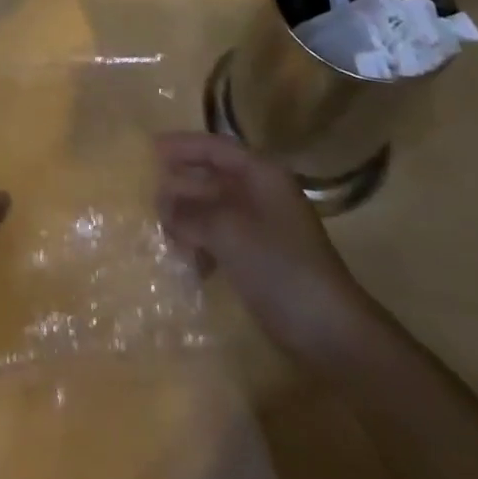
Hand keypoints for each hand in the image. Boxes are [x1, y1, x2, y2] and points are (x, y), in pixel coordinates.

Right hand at [155, 131, 381, 365]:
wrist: (331, 332)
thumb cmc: (280, 267)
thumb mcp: (228, 232)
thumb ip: (191, 212)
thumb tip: (163, 204)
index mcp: (261, 175)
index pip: (215, 147)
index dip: (182, 146)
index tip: (149, 150)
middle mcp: (262, 193)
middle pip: (213, 177)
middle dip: (181, 184)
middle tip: (146, 193)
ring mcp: (263, 227)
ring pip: (215, 208)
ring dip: (188, 216)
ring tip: (160, 230)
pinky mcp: (262, 258)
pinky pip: (222, 237)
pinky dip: (202, 242)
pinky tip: (186, 261)